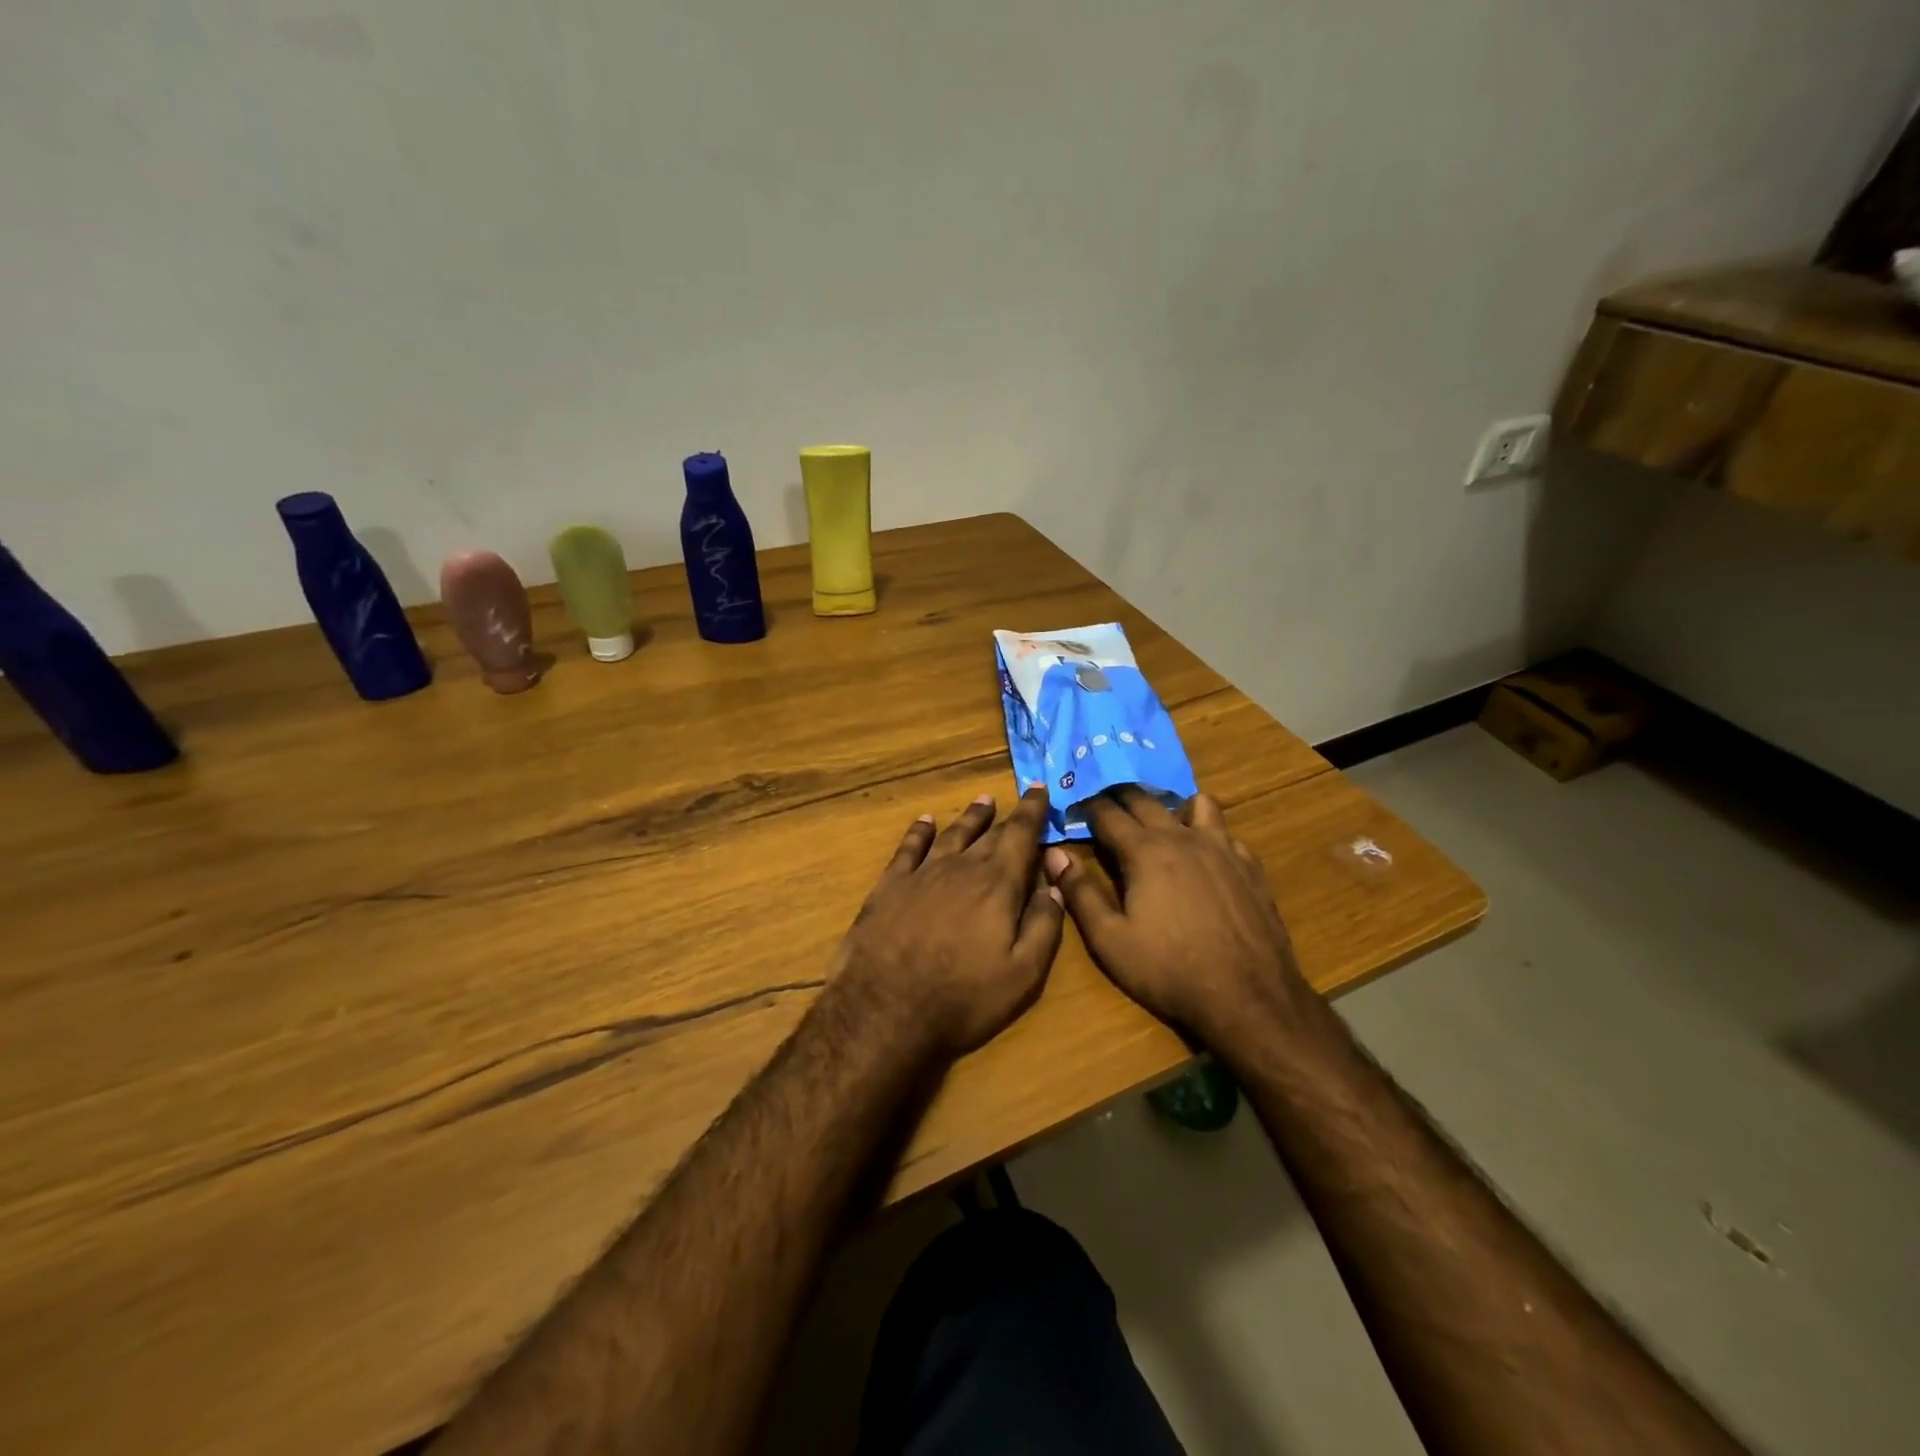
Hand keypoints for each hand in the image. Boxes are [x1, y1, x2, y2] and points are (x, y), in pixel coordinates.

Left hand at [833, 788, 1064, 1058]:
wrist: (885, 1010)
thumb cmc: (962, 998)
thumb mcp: (1022, 974)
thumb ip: (1044, 926)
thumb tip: (1054, 885)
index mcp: (997, 885)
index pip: (1021, 835)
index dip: (1033, 810)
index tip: (1039, 788)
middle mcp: (961, 868)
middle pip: (989, 834)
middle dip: (1007, 817)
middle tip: (1018, 800)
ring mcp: (922, 873)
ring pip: (952, 834)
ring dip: (970, 817)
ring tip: (983, 800)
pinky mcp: (890, 885)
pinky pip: (909, 847)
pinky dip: (919, 831)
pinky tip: (925, 820)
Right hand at [1044, 786, 1312, 1052]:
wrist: (1249, 997)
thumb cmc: (1170, 970)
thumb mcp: (1110, 940)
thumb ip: (1079, 893)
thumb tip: (1053, 855)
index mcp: (1145, 851)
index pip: (1108, 813)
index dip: (1087, 806)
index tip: (1074, 803)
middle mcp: (1183, 837)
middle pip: (1146, 800)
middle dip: (1121, 795)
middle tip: (1105, 799)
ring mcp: (1222, 848)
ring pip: (1197, 803)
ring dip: (1172, 804)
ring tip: (1161, 820)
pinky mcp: (1249, 866)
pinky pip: (1226, 832)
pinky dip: (1209, 832)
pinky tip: (1205, 854)